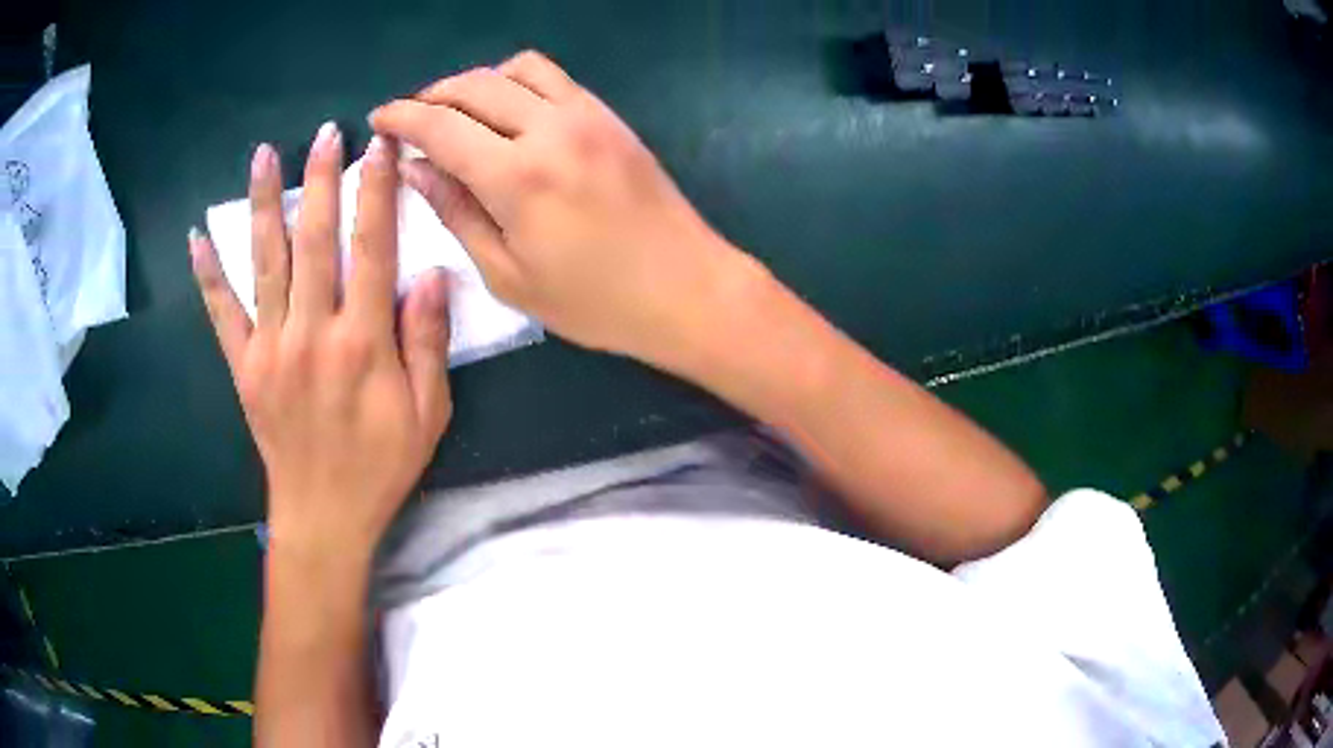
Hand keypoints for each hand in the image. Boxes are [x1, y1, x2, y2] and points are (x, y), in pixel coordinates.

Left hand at [190, 124, 452, 553]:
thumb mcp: (428, 414)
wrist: (324, 516)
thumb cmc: (381, 465)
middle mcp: (312, 332)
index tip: (379, 147)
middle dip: (321, 180)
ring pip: (265, 262)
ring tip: (264, 155)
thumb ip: (428, 343)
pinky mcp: (243, 366)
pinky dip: (208, 275)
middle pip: (315, 240)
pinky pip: (221, 314)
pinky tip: (197, 238)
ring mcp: (270, 347)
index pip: (371, 248)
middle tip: (325, 133)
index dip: (376, 192)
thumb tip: (431, 274)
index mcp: (363, 342)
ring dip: (265, 204)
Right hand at [370, 51, 754, 366]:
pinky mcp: (610, 116)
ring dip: (476, 81)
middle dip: (431, 96)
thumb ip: (456, 214)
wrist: (687, 288)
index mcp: (518, 176)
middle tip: (411, 121)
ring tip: (457, 113)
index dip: (402, 118)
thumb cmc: (595, 301)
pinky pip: (554, 78)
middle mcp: (550, 128)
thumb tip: (414, 169)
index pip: (441, 125)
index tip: (378, 120)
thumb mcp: (510, 275)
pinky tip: (507, 111)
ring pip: (517, 68)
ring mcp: (587, 115)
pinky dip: (517, 81)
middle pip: (475, 85)